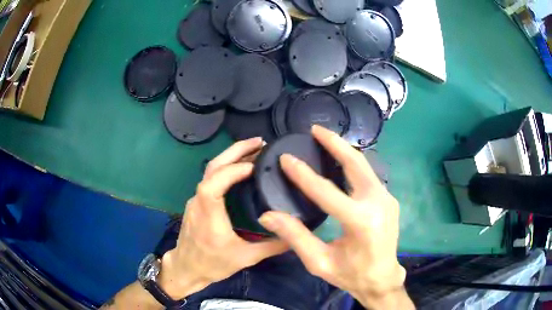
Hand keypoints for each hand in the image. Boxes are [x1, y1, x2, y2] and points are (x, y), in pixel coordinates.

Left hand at [159, 138, 287, 299]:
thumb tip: (296, 235)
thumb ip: (272, 246)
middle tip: (259, 142)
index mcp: (209, 215)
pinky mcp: (197, 202)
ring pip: (210, 170)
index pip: (214, 183)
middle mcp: (199, 201)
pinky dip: (227, 168)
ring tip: (254, 150)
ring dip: (231, 156)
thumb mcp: (246, 258)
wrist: (186, 268)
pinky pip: (210, 178)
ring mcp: (196, 200)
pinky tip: (241, 169)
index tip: (257, 164)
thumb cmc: (213, 264)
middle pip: (212, 167)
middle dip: (235, 150)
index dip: (233, 170)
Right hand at [258, 126, 411, 308]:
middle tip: (315, 129)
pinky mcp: (388, 200)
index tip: (285, 158)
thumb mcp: (319, 262)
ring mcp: (387, 199)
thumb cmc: (351, 275)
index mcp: (361, 221)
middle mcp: (378, 203)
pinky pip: (368, 176)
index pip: (326, 191)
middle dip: (335, 143)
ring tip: (325, 139)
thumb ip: (295, 237)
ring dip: (344, 151)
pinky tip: (340, 162)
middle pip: (356, 164)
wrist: (382, 279)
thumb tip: (268, 216)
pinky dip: (353, 165)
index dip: (302, 174)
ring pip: (364, 166)